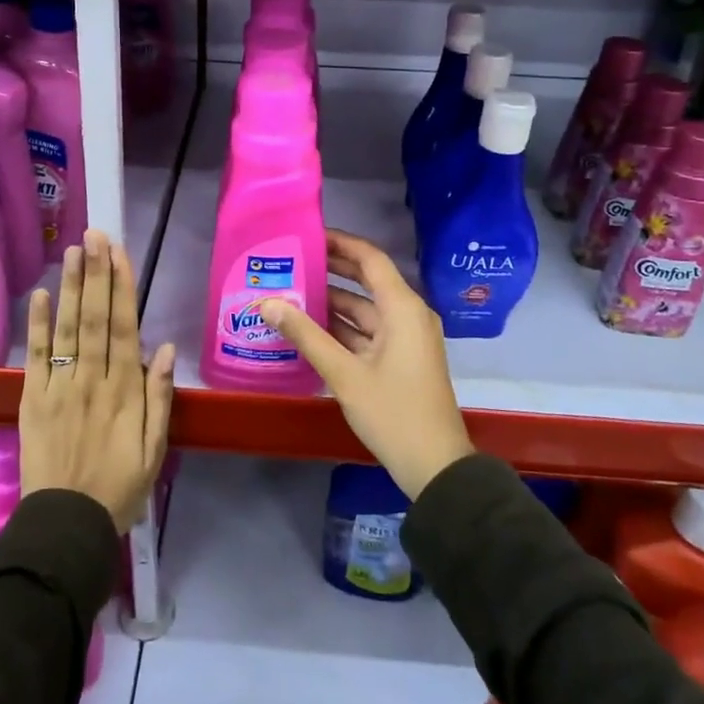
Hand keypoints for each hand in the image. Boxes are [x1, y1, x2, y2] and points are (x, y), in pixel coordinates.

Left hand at [19, 230, 176, 529]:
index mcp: (125, 390)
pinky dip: (37, 325)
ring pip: (67, 329)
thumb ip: (159, 397)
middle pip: (94, 317)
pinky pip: (36, 356)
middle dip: (95, 273)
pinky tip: (39, 295)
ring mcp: (59, 387)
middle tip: (94, 235)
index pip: (123, 327)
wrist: (66, 525)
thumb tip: (164, 348)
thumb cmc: (119, 487)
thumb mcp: (154, 449)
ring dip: (70, 287)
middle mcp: (92, 379)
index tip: (119, 253)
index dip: (121, 286)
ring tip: (72, 251)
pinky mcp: (33, 399)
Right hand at [259, 230, 473, 500]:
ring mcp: (406, 338)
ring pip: (365, 309)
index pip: (370, 259)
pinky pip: (368, 331)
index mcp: (403, 308)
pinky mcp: (400, 359)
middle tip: (292, 260)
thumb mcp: (344, 374)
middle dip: (331, 270)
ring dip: (332, 302)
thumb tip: (267, 302)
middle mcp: (408, 315)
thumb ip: (305, 335)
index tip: (307, 235)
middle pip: (367, 280)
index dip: (340, 243)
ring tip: (290, 292)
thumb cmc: (393, 413)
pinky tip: (308, 328)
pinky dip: (342, 328)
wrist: (435, 467)